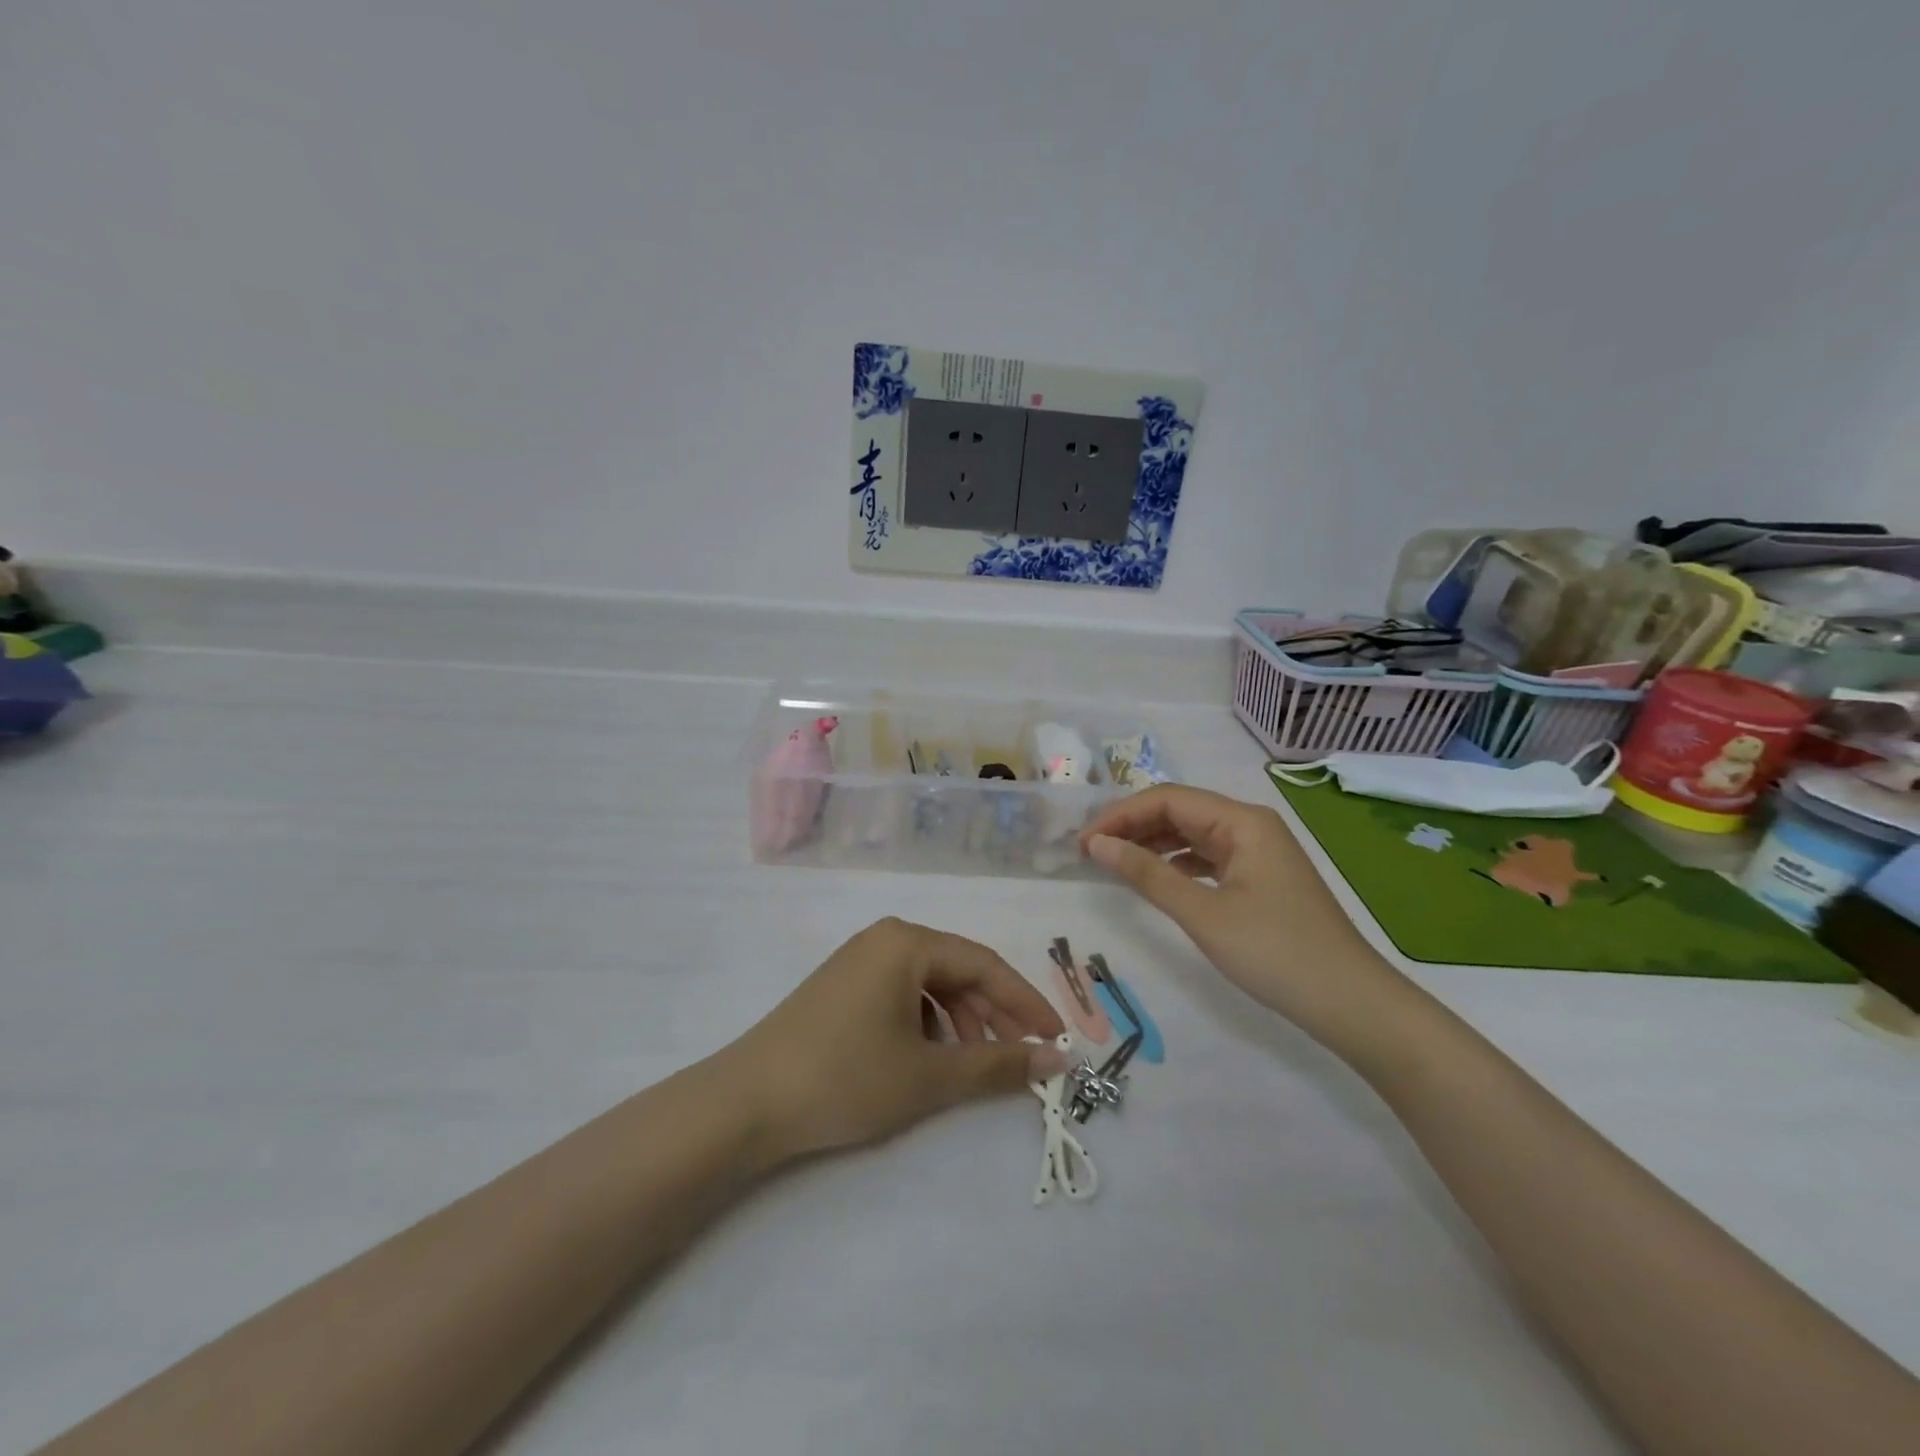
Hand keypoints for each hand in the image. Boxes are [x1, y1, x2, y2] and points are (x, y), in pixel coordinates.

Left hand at [728, 918, 1067, 1162]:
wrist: (746, 1103)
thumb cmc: (846, 1077)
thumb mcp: (930, 1075)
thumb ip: (997, 1064)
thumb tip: (1057, 1059)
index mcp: (907, 942)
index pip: (985, 965)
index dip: (1026, 1002)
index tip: (1057, 1038)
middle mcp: (885, 939)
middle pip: (958, 972)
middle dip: (993, 1016)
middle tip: (1021, 1058)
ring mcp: (859, 962)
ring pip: (931, 986)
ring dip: (962, 1024)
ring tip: (975, 1066)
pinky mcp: (843, 989)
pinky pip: (903, 997)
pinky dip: (928, 1026)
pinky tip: (930, 1061)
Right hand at [1079, 785, 1405, 1044]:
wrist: (1351, 1004)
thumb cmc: (1276, 953)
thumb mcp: (1204, 914)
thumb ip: (1147, 874)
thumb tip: (1097, 844)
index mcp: (1242, 821)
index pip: (1168, 799)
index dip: (1120, 815)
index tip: (1083, 842)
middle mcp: (1250, 825)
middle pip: (1179, 811)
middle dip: (1132, 826)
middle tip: (1089, 853)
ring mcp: (1257, 852)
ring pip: (1191, 834)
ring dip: (1150, 844)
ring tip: (1111, 863)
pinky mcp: (1259, 878)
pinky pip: (1206, 858)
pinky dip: (1174, 864)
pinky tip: (1152, 879)